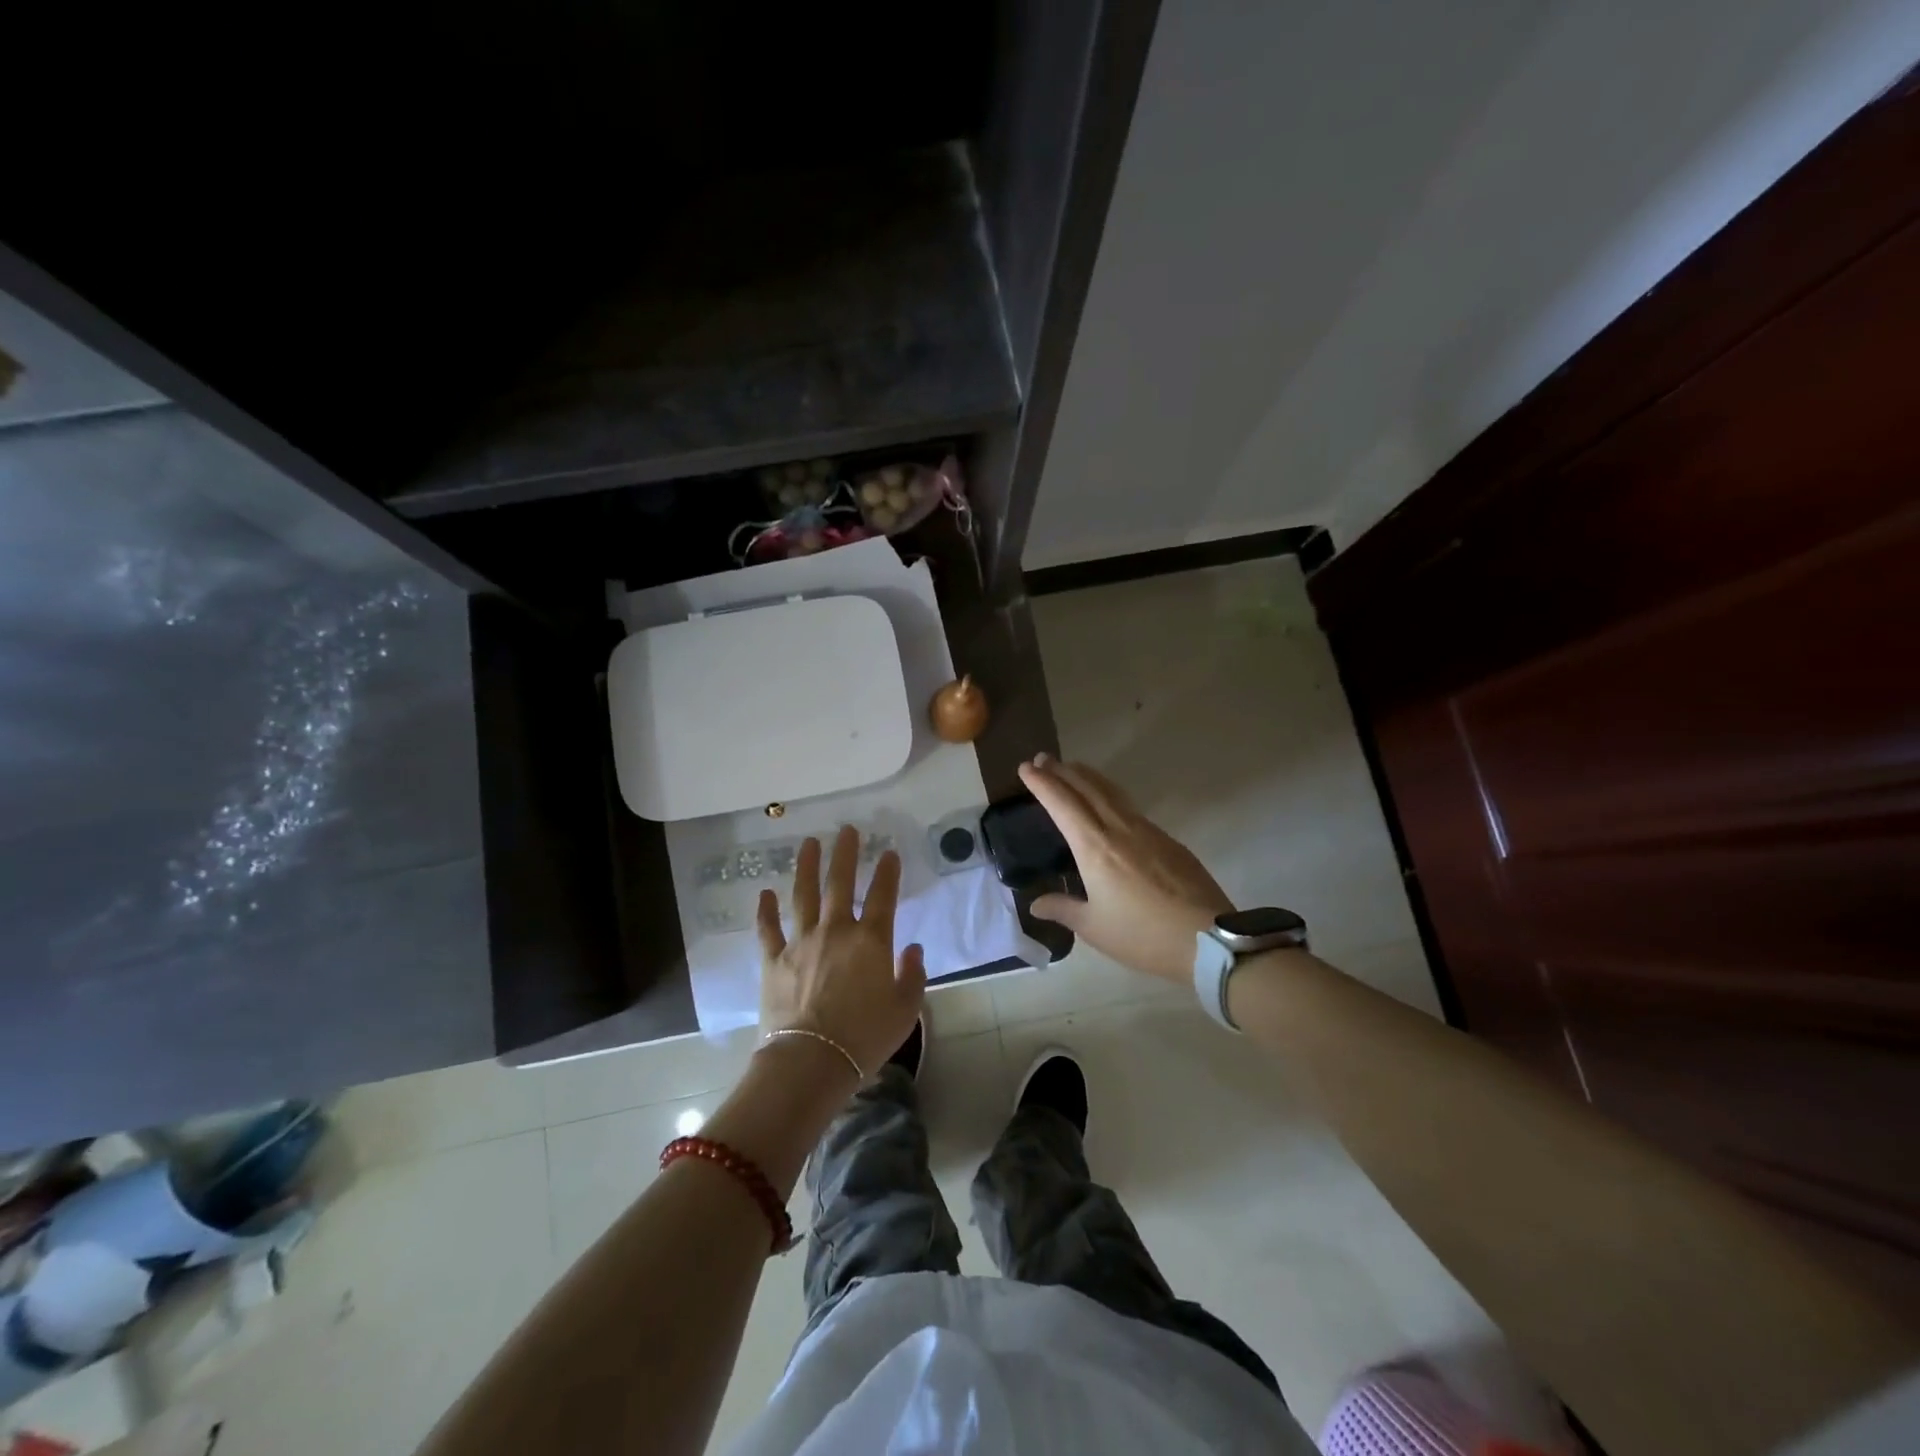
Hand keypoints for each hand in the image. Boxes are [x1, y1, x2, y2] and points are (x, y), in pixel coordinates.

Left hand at [757, 825, 926, 1076]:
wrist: (810, 1062)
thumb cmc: (864, 1038)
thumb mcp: (904, 1010)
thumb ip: (912, 975)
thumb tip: (911, 949)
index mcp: (870, 941)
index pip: (882, 896)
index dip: (887, 872)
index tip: (888, 852)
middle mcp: (835, 931)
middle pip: (839, 883)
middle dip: (845, 854)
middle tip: (846, 829)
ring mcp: (800, 943)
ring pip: (803, 895)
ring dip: (806, 867)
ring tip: (808, 843)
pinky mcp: (773, 961)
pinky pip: (768, 929)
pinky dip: (766, 910)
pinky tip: (765, 893)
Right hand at [1020, 755, 1234, 983]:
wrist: (1208, 939)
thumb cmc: (1143, 936)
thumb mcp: (1094, 927)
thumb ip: (1064, 909)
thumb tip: (1037, 903)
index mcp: (1094, 847)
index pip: (1062, 804)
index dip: (1042, 783)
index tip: (1026, 768)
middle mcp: (1119, 829)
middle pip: (1087, 788)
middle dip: (1062, 771)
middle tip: (1043, 759)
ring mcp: (1148, 831)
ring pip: (1112, 792)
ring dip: (1088, 777)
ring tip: (1073, 769)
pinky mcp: (1169, 840)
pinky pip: (1131, 807)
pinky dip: (1111, 795)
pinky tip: (1109, 805)